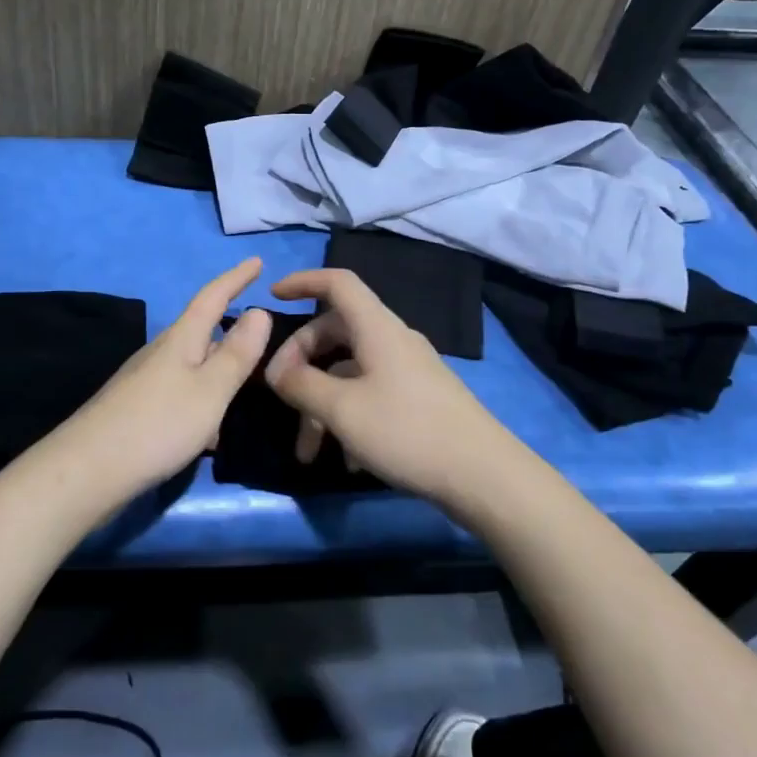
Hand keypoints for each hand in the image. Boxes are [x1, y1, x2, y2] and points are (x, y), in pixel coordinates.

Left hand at [53, 257, 273, 499]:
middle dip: (231, 332)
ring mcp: (145, 380)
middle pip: (202, 332)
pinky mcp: (137, 407)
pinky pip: (181, 392)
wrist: (88, 470)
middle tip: (264, 340)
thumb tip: (259, 311)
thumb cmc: (158, 424)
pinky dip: (202, 401)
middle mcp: (161, 352)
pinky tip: (210, 432)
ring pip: (193, 366)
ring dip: (219, 373)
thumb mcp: (210, 390)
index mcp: (181, 339)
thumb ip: (237, 354)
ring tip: (244, 391)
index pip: (213, 297)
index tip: (256, 261)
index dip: (236, 278)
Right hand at [263, 268, 530, 508]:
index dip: (303, 281)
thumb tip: (276, 371)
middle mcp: (392, 340)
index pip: (338, 283)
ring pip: (349, 371)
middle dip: (301, 362)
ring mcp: (408, 370)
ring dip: (321, 404)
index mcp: (376, 328)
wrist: (484, 475)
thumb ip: (301, 385)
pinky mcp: (418, 399)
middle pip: (335, 331)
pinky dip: (348, 418)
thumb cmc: (407, 431)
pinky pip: (370, 394)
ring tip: (308, 452)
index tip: (273, 297)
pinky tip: (348, 460)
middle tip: (280, 394)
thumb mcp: (342, 409)